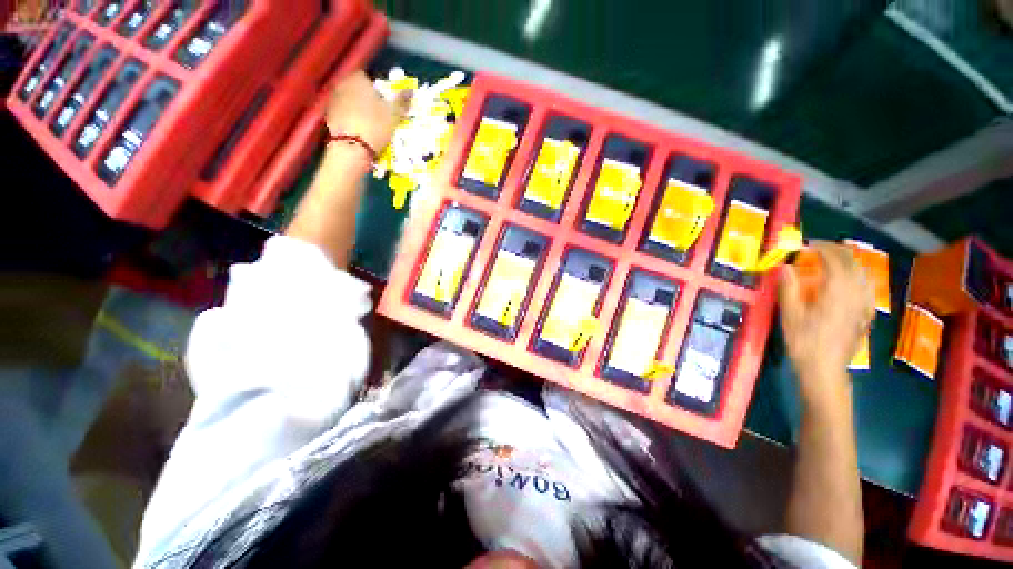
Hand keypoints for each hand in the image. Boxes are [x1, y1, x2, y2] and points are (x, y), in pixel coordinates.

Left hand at [325, 71, 410, 152]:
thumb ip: (402, 101)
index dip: (378, 90)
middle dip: (367, 98)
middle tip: (379, 115)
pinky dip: (350, 118)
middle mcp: (342, 83)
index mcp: (358, 78)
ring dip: (358, 108)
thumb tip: (410, 89)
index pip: (369, 78)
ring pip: (350, 100)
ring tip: (370, 125)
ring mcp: (333, 98)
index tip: (385, 103)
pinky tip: (359, 131)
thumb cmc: (375, 126)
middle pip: (358, 88)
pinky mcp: (328, 114)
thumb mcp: (394, 114)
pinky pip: (343, 112)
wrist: (351, 147)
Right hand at [778, 242, 874, 399]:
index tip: (806, 245)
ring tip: (833, 261)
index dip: (821, 248)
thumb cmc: (804, 341)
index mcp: (836, 291)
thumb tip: (784, 267)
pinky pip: (866, 288)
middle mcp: (854, 294)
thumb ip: (788, 288)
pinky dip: (857, 278)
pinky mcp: (865, 314)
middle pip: (852, 263)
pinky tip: (848, 282)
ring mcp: (863, 304)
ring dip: (849, 262)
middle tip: (818, 249)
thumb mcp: (790, 314)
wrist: (825, 369)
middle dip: (836, 251)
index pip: (834, 260)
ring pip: (863, 274)